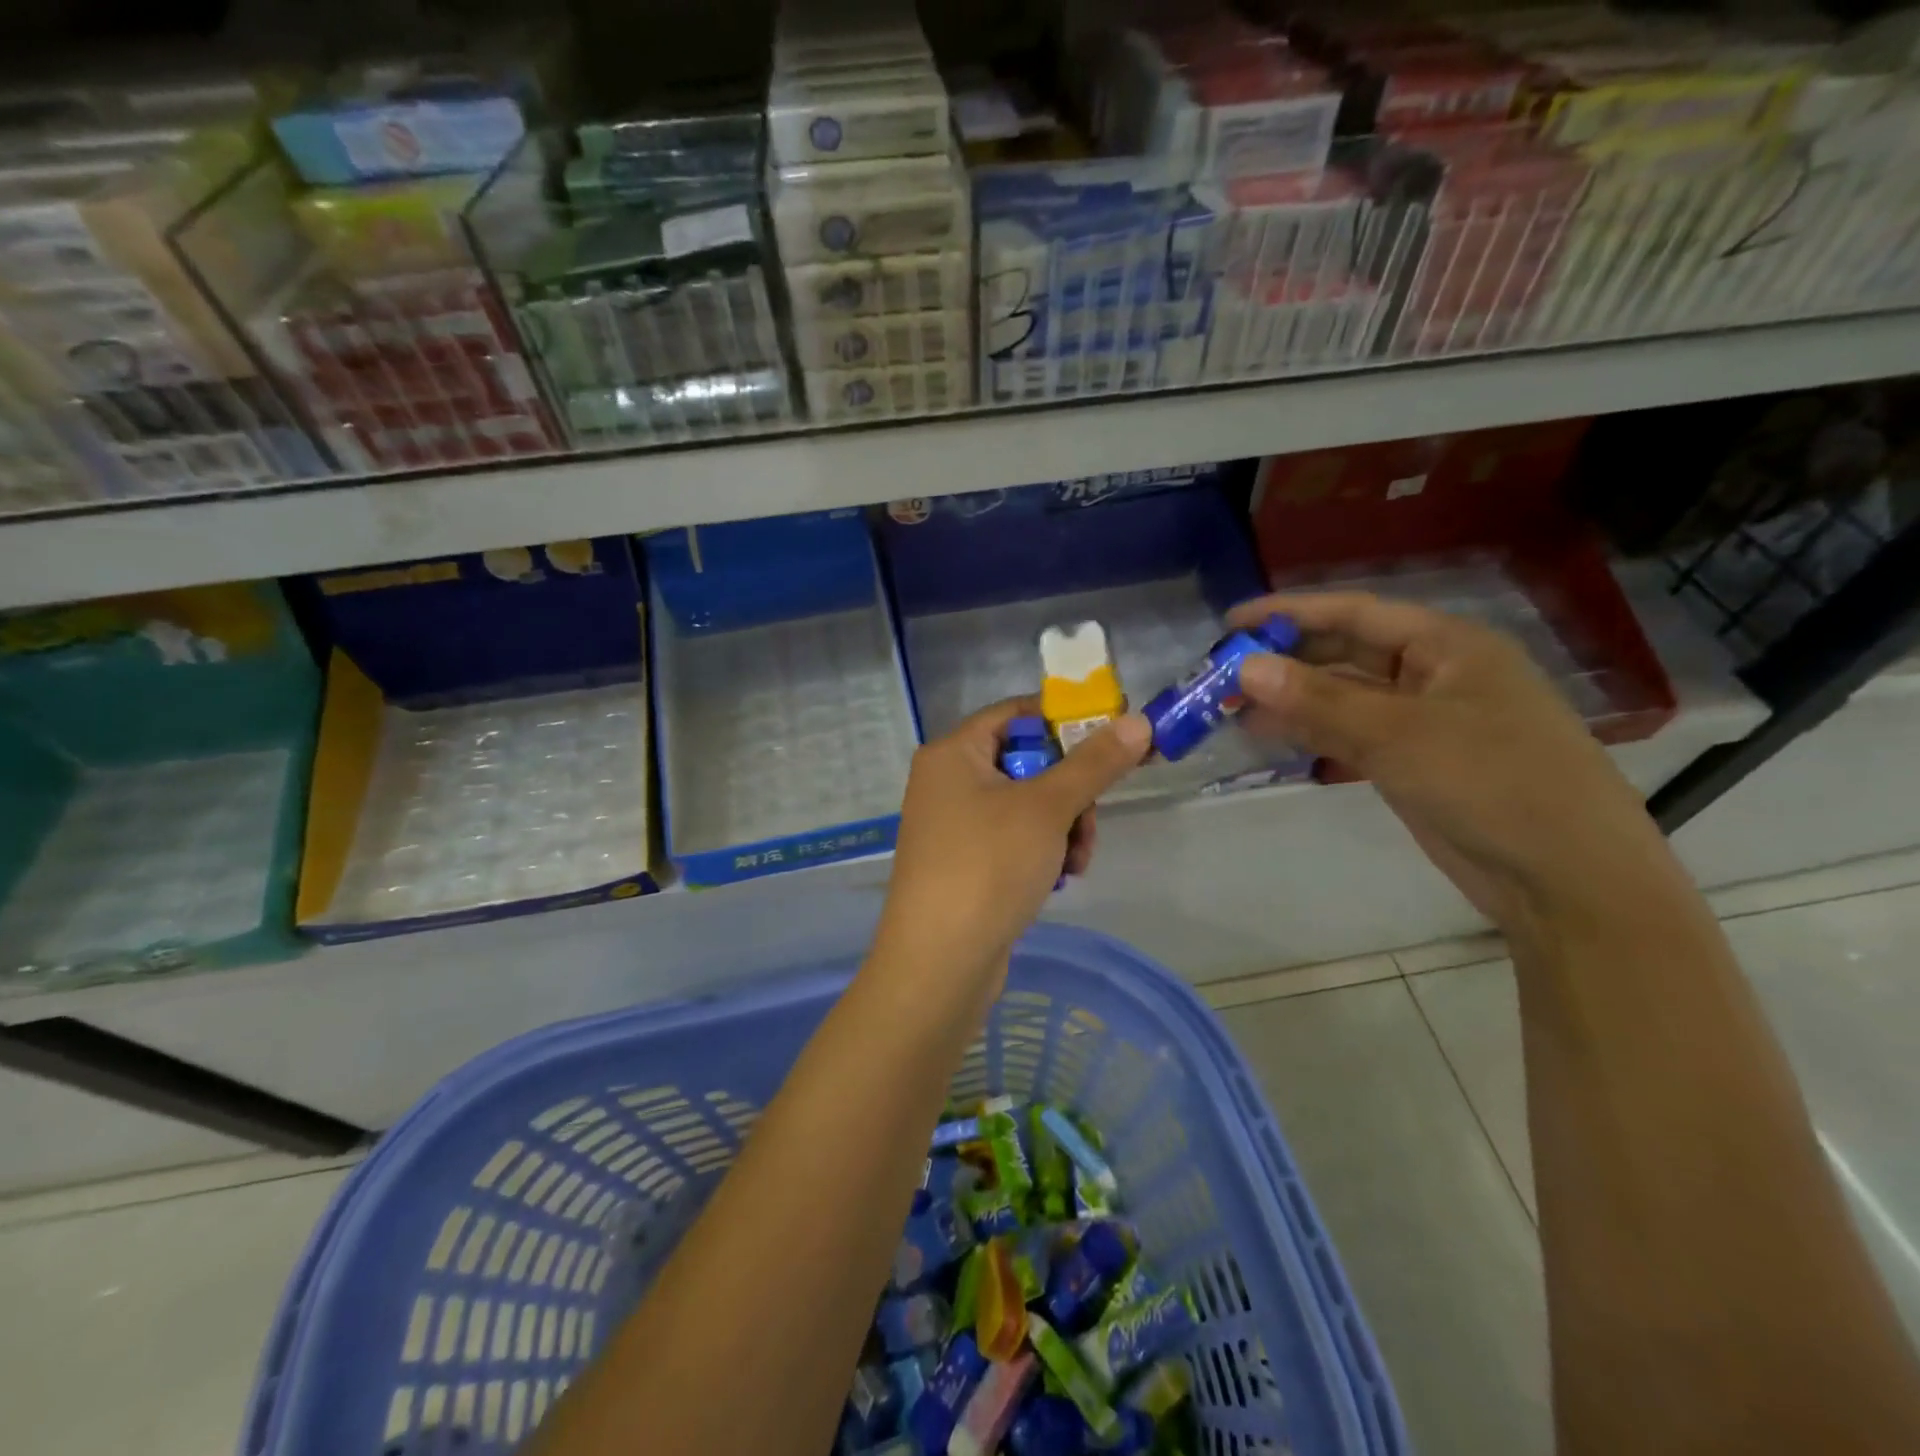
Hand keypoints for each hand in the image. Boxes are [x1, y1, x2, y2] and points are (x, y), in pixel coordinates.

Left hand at [873, 699, 1150, 997]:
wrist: (939, 962)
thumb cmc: (988, 867)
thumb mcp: (1047, 808)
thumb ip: (1094, 763)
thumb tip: (1138, 722)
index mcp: (952, 753)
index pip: (1015, 714)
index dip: (1064, 720)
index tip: (1112, 737)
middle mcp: (947, 781)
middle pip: (1026, 762)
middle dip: (1070, 792)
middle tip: (1090, 818)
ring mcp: (953, 825)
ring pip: (1027, 805)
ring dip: (1063, 827)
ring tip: (1076, 861)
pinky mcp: (964, 863)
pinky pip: (1014, 838)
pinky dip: (1042, 851)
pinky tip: (1059, 878)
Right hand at [1228, 592, 1672, 930]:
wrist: (1565, 878)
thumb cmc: (1492, 783)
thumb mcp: (1399, 734)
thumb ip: (1318, 698)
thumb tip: (1245, 666)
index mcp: (1448, 646)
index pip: (1357, 613)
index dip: (1291, 612)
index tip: (1232, 622)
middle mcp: (1435, 674)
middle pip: (1346, 653)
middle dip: (1285, 660)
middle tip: (1222, 672)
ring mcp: (1424, 721)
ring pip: (1343, 697)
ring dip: (1291, 699)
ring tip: (1230, 706)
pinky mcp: (1413, 763)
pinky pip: (1350, 734)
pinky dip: (1310, 732)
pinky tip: (1268, 734)